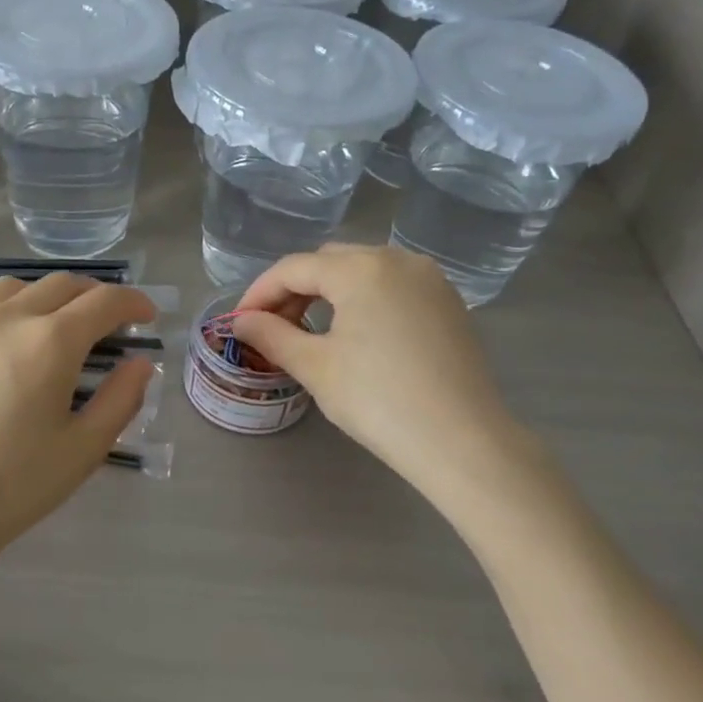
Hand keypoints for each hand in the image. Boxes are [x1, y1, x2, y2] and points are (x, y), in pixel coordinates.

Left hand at [0, 273, 156, 576]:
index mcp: (49, 341)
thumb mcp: (83, 450)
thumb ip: (120, 399)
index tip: (147, 316)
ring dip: (45, 297)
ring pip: (11, 289)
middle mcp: (4, 319)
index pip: (103, 301)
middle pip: (60, 285)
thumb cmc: (11, 488)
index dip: (133, 302)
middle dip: (93, 295)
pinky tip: (0, 350)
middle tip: (109, 321)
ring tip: (54, 326)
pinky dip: (1, 316)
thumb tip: (139, 363)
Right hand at [231, 245, 533, 495]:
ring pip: (363, 270)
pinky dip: (364, 299)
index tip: (239, 323)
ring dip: (329, 292)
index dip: (259, 293)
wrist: (463, 442)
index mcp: (362, 268)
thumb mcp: (316, 367)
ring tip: (310, 331)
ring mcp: (429, 279)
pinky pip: (393, 286)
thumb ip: (272, 335)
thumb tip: (242, 322)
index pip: (294, 268)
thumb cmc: (380, 402)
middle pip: (329, 262)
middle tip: (273, 328)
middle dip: (294, 289)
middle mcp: (398, 259)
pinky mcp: (448, 302)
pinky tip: (355, 333)